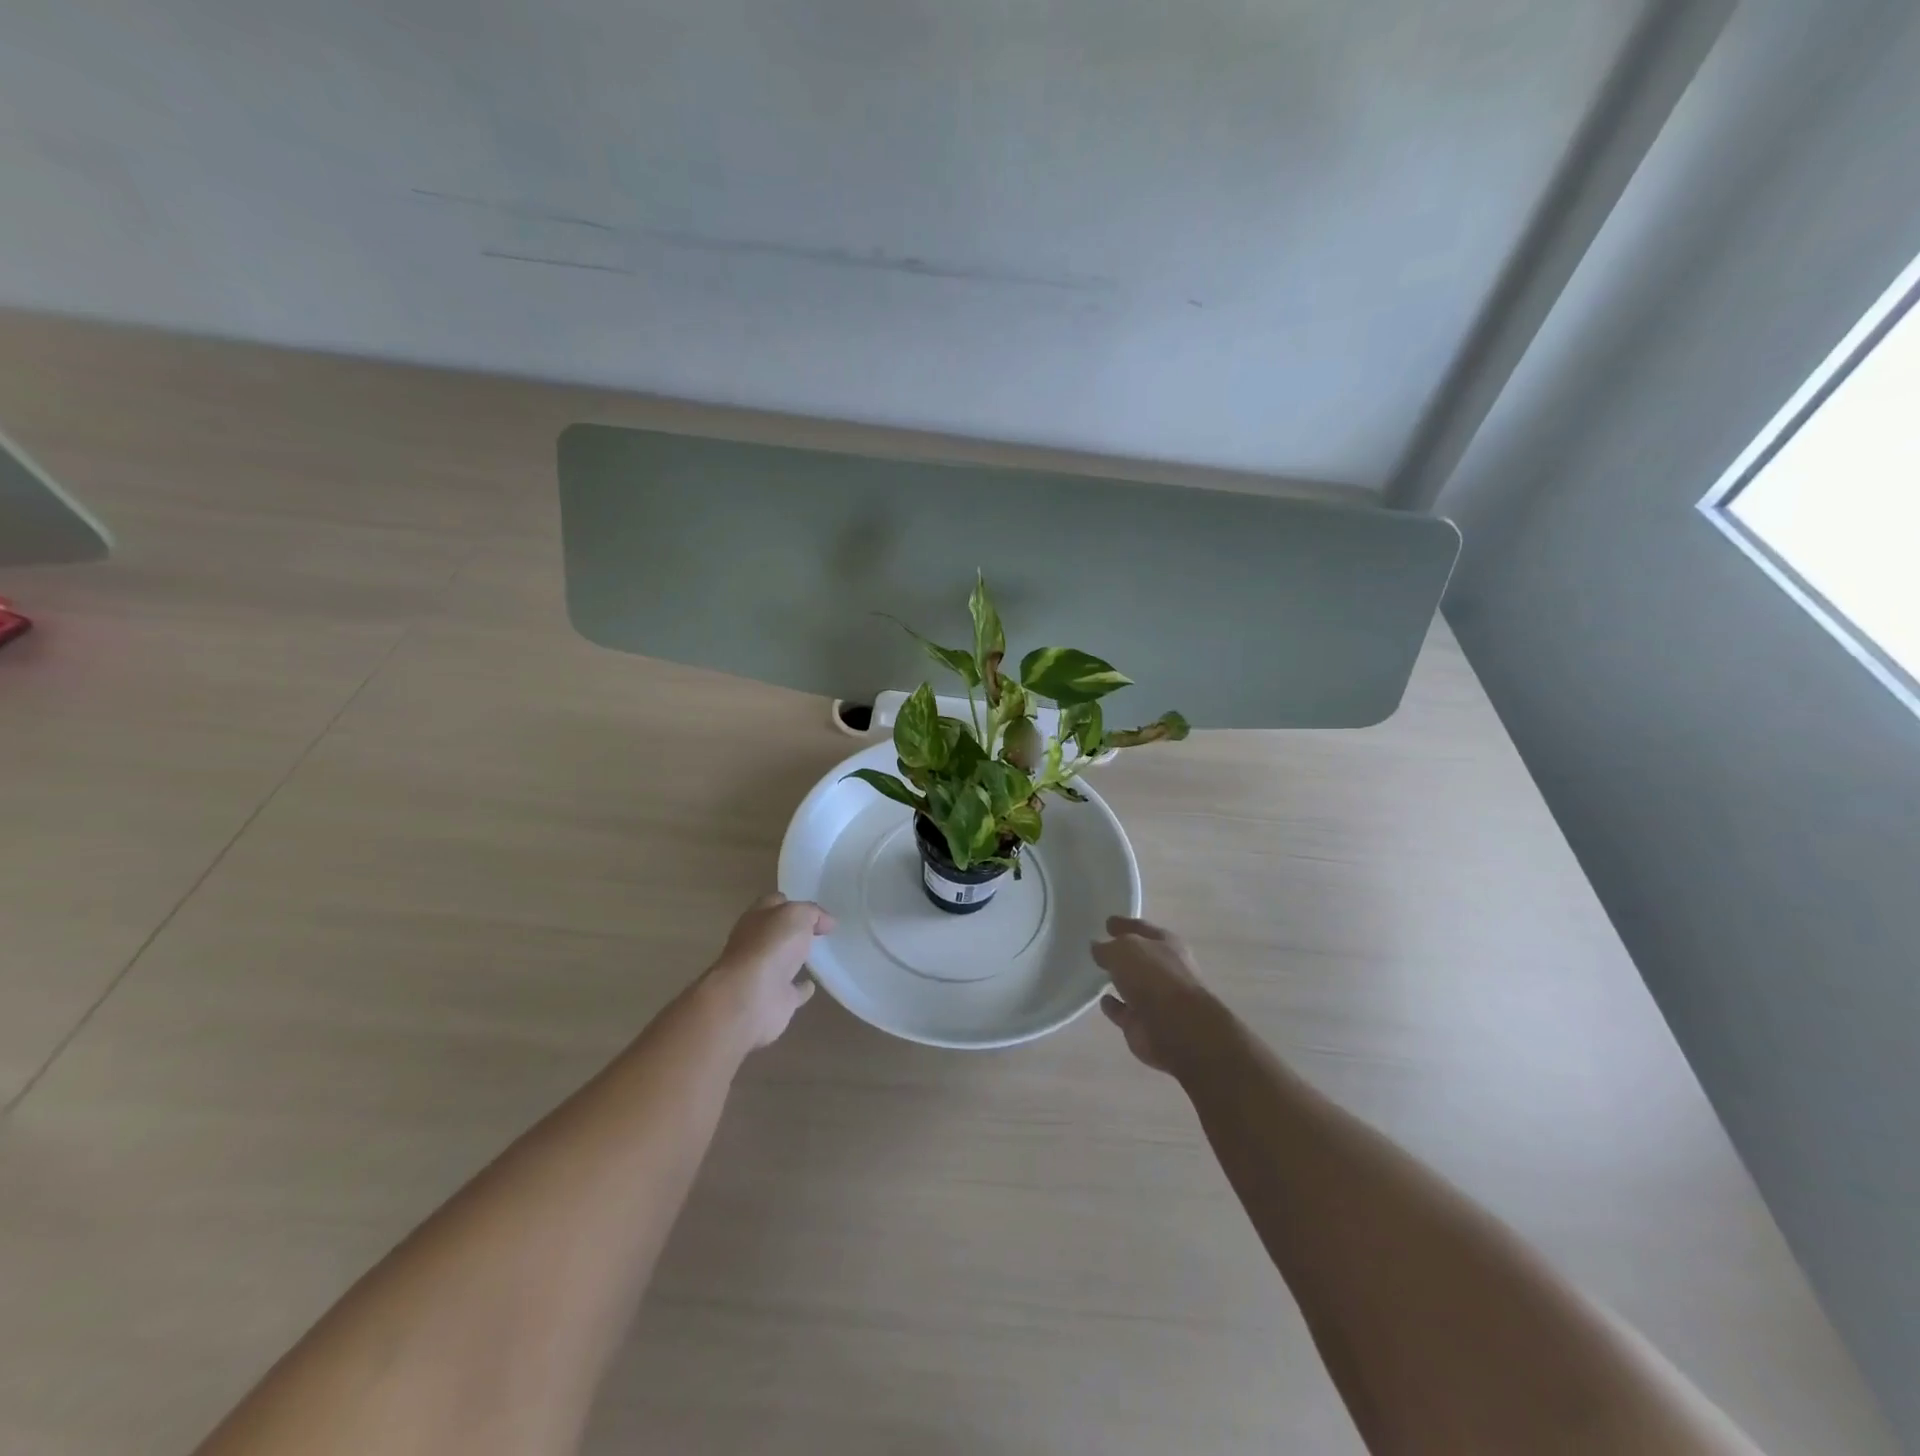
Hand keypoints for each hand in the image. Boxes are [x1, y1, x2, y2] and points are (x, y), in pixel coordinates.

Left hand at [701, 894, 835, 1048]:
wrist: (751, 998)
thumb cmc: (771, 946)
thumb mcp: (796, 914)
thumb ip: (812, 913)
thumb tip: (826, 922)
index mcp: (756, 919)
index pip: (774, 903)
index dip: (795, 903)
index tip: (819, 911)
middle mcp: (755, 944)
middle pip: (777, 932)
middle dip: (795, 930)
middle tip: (822, 929)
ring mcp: (764, 973)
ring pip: (783, 961)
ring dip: (797, 957)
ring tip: (821, 953)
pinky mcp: (775, 1000)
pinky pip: (792, 991)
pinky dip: (802, 988)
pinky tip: (813, 984)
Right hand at [1092, 917, 1232, 1076]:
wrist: (1177, 1028)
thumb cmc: (1154, 977)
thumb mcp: (1124, 951)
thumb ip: (1107, 948)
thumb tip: (1097, 947)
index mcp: (1167, 944)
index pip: (1141, 928)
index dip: (1124, 924)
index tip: (1107, 922)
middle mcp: (1165, 969)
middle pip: (1139, 957)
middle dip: (1122, 953)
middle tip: (1097, 947)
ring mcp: (1156, 998)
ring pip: (1132, 984)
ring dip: (1118, 980)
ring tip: (1096, 972)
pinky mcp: (1144, 1024)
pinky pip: (1124, 1011)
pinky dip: (1114, 1006)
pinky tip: (1101, 1000)